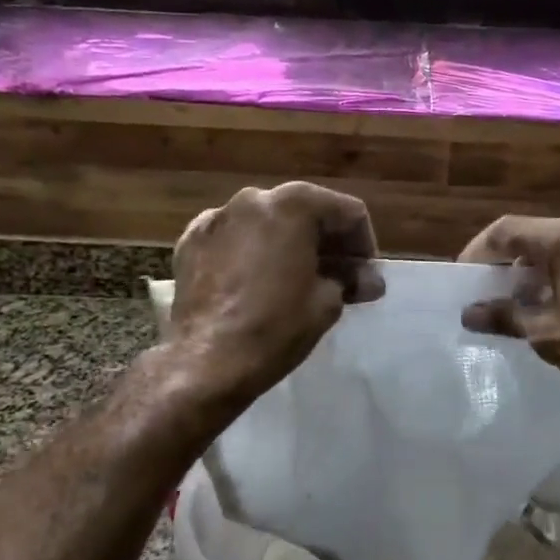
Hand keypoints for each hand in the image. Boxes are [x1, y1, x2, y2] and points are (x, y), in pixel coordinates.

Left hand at [168, 182, 382, 404]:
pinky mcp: (191, 241)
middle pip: (305, 211)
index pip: (348, 212)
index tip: (366, 277)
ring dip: (289, 245)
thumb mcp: (327, 303)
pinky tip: (258, 282)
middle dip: (327, 243)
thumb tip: (368, 280)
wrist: (207, 361)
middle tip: (340, 278)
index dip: (364, 245)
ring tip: (297, 281)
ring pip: (267, 222)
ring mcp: (216, 217)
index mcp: (293, 204)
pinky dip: (252, 252)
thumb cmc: (276, 327)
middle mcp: (253, 198)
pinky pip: (234, 238)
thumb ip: (349, 280)